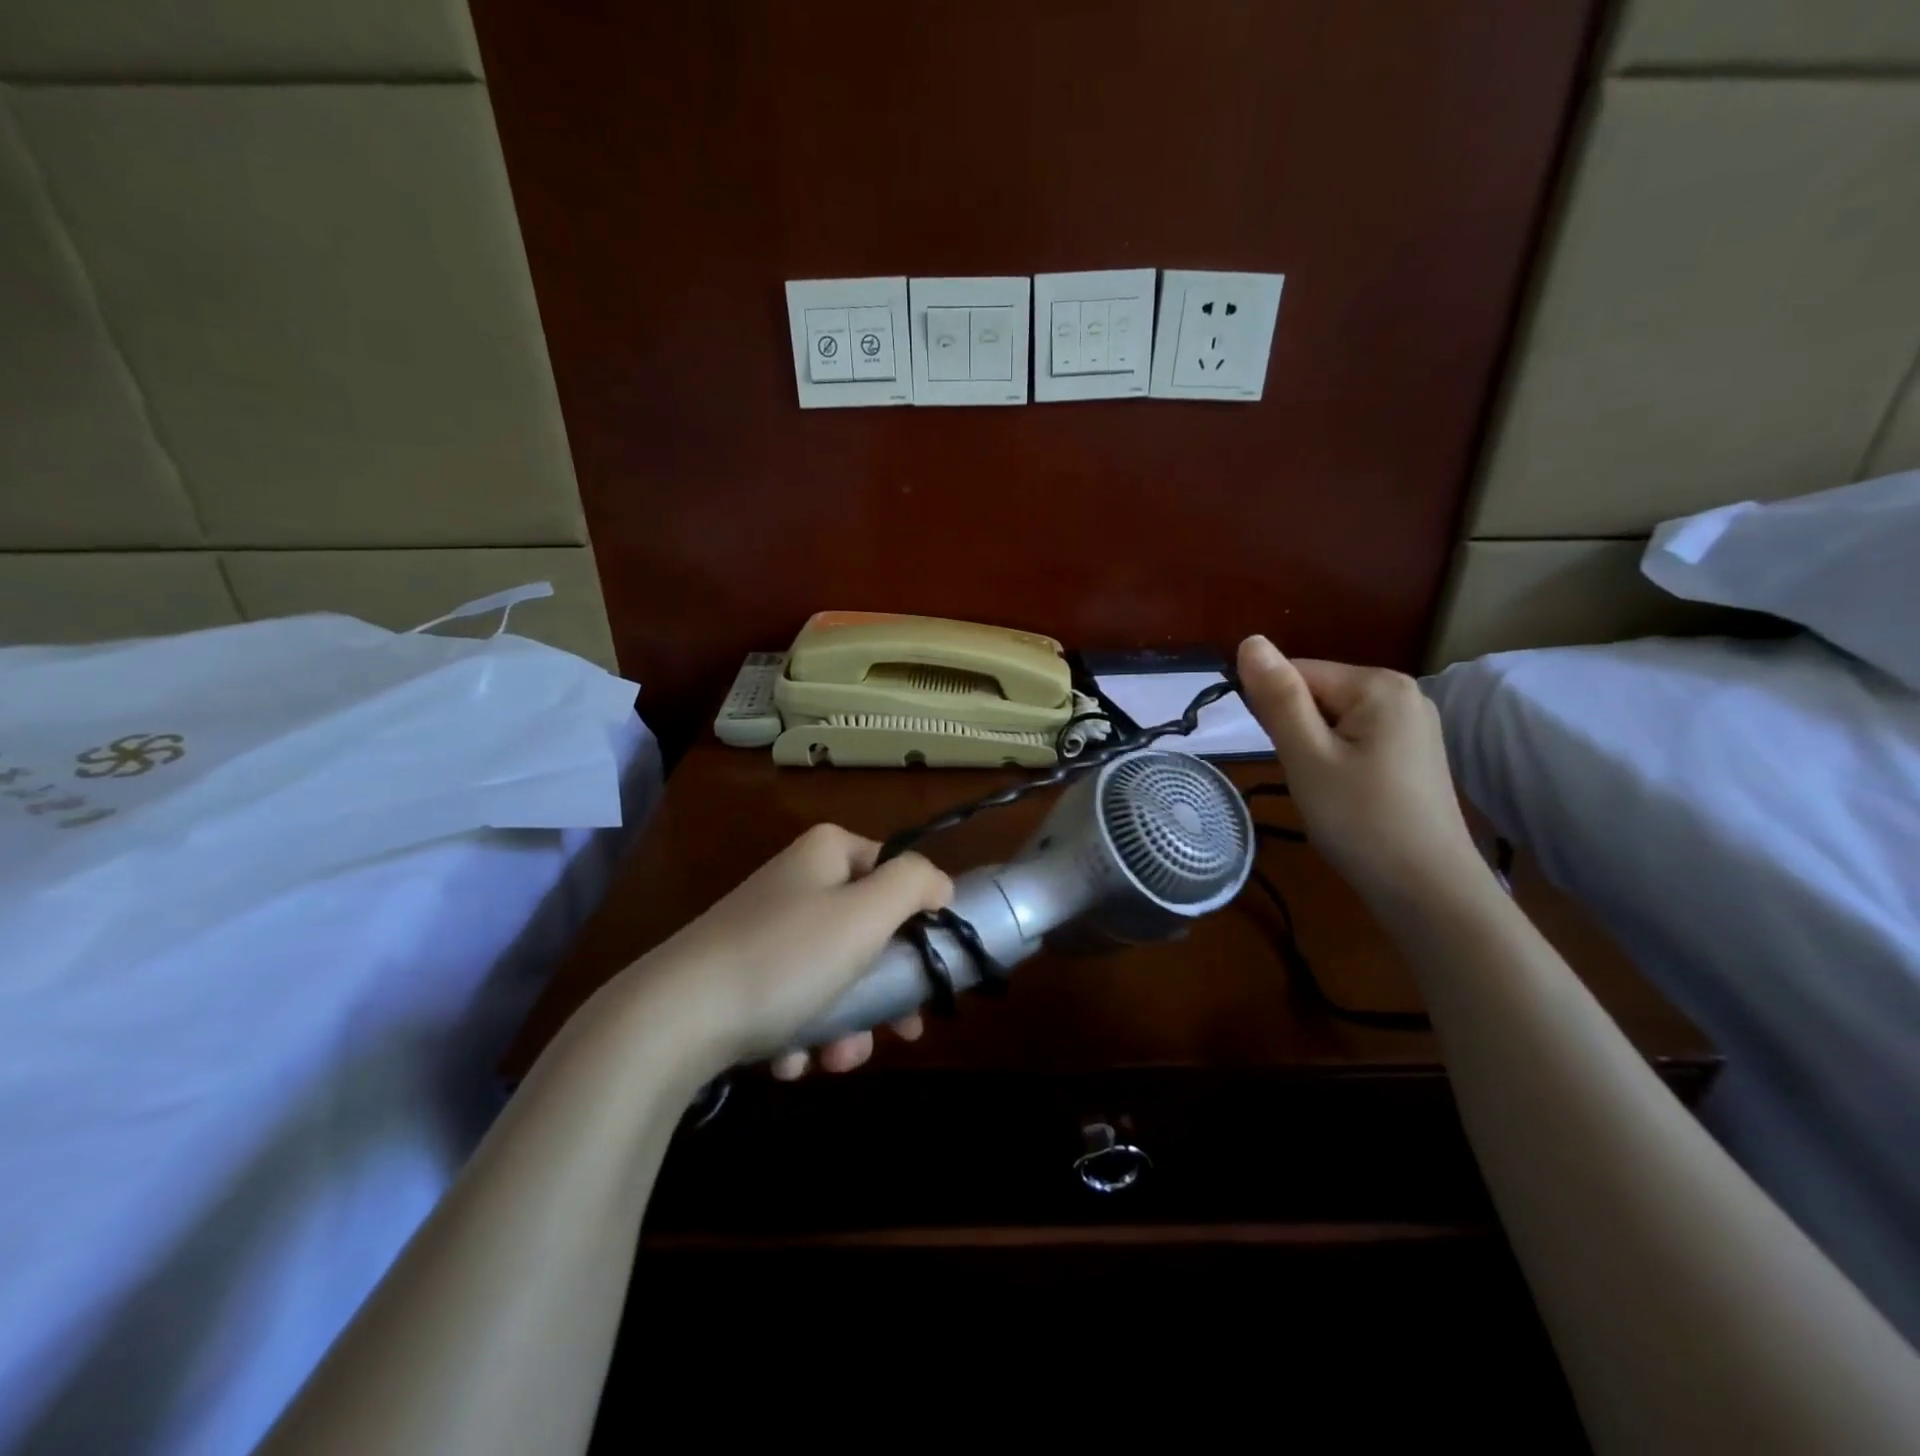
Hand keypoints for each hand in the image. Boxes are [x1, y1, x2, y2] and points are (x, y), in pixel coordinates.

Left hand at [627, 823, 951, 1077]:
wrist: (671, 1022)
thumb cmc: (785, 958)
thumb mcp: (864, 913)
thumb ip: (914, 884)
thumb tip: (940, 884)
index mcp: (827, 853)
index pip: (896, 873)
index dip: (919, 921)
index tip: (930, 971)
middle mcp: (797, 883)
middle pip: (869, 934)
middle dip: (883, 992)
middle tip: (899, 1034)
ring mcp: (766, 930)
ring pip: (835, 976)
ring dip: (845, 1026)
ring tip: (832, 1060)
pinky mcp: (741, 974)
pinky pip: (794, 999)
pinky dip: (801, 1033)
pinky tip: (788, 1060)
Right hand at [1236, 636, 1480, 904]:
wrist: (1428, 890)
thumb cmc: (1359, 819)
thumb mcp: (1306, 756)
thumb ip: (1277, 697)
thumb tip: (1249, 640)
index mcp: (1378, 684)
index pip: (1297, 673)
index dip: (1275, 713)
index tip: (1284, 757)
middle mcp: (1403, 692)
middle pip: (1318, 694)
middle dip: (1298, 732)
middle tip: (1309, 779)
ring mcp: (1414, 723)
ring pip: (1333, 720)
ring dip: (1315, 750)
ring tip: (1327, 790)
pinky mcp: (1414, 752)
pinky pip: (1356, 739)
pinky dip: (1338, 761)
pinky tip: (1347, 794)